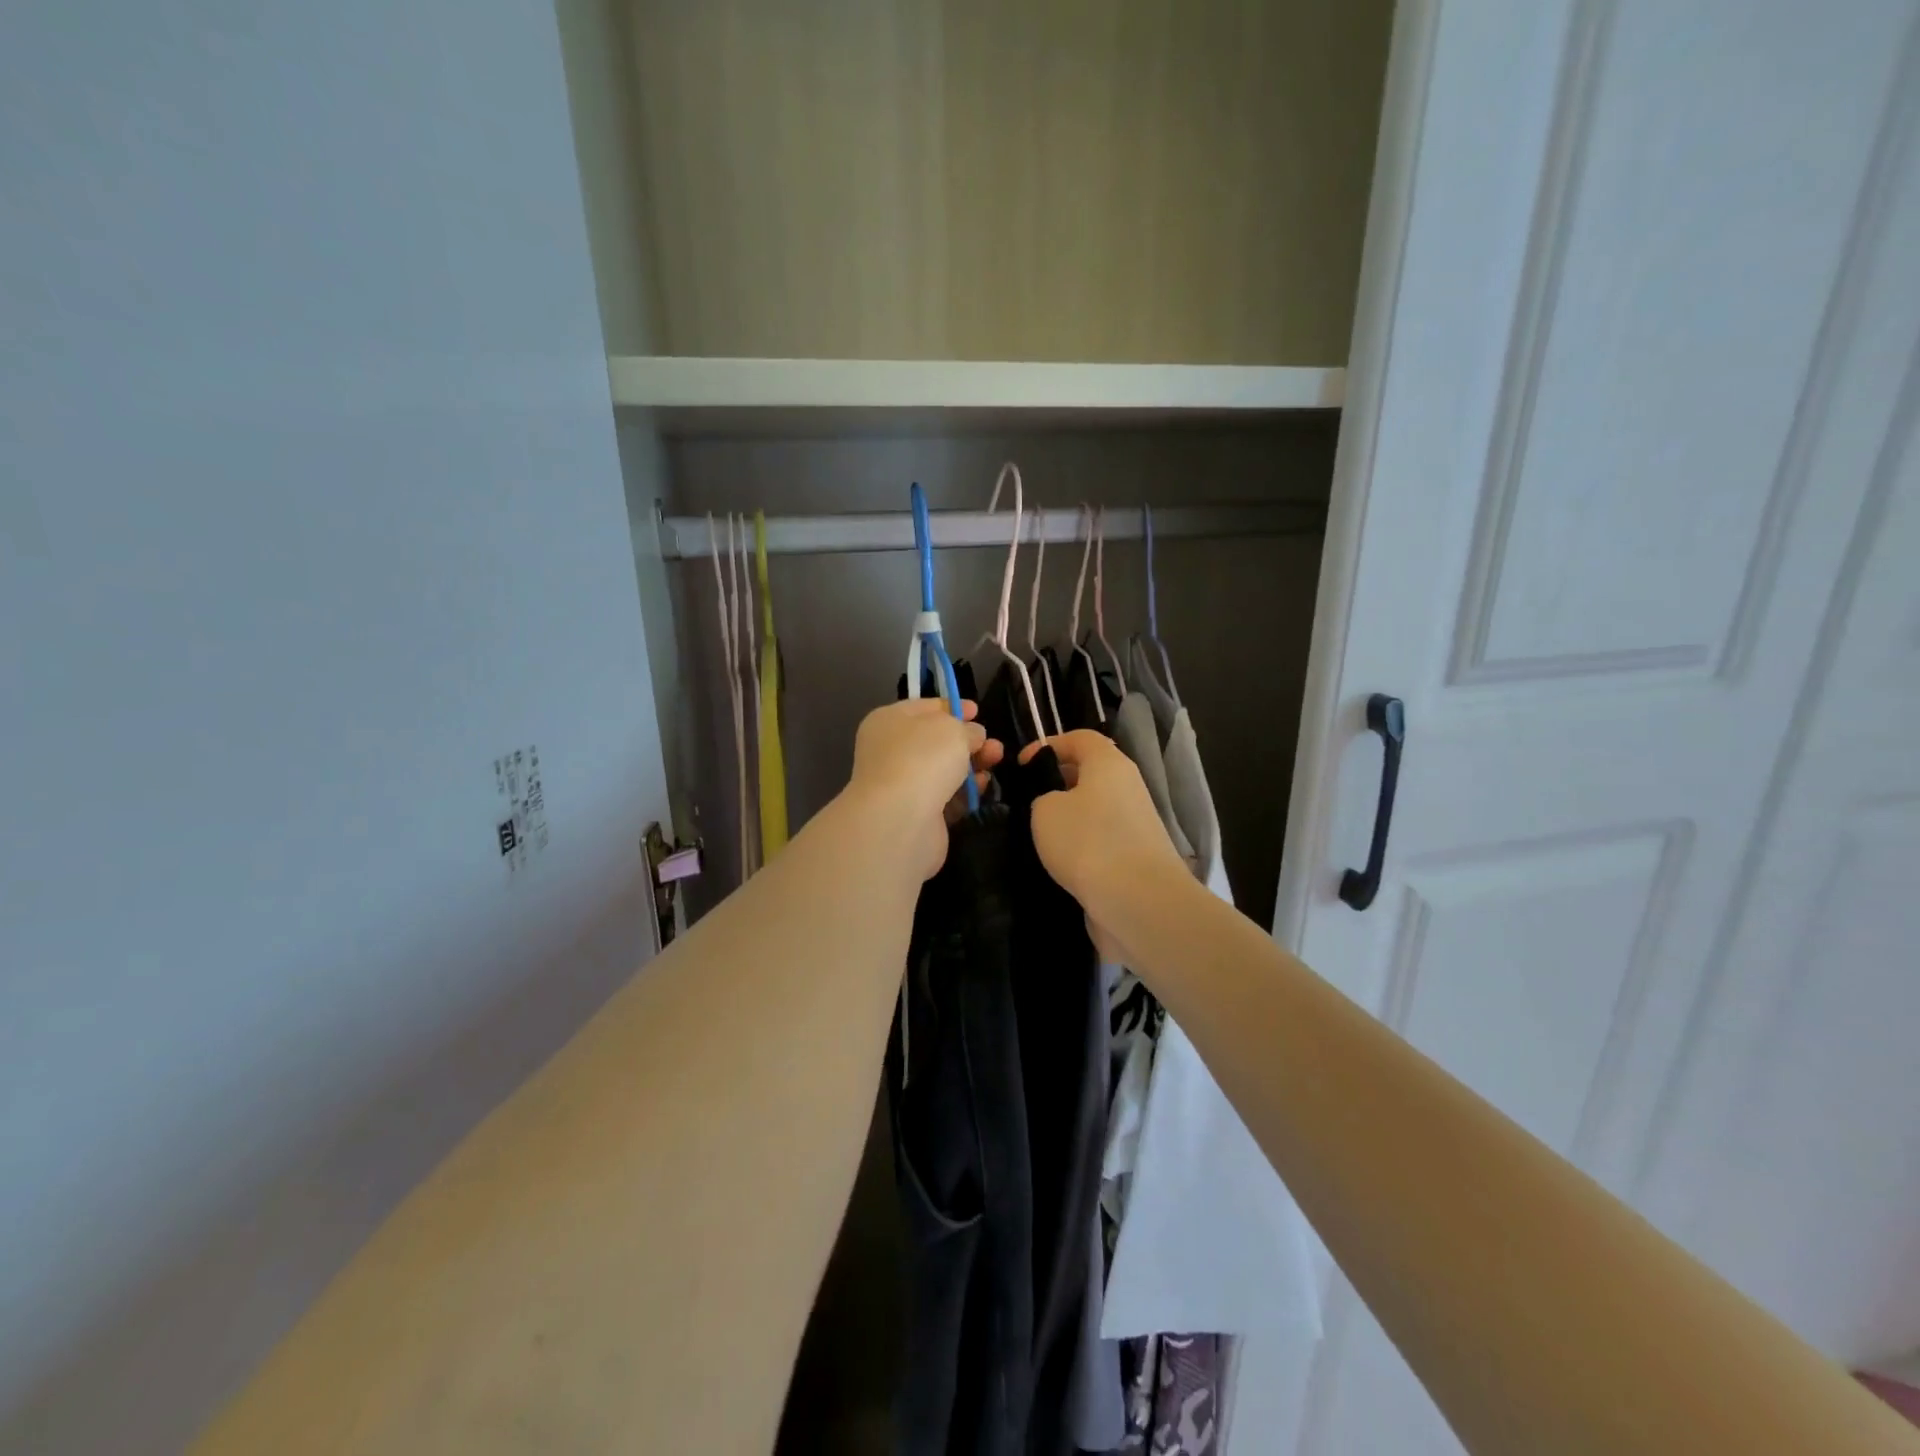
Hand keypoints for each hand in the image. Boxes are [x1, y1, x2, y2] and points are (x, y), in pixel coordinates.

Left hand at [845, 699, 1002, 880]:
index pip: (923, 708)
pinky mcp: (916, 814)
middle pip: (936, 741)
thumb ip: (967, 728)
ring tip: (996, 761)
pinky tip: (983, 787)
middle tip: (994, 744)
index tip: (977, 711)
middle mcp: (890, 751)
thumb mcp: (952, 729)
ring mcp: (902, 785)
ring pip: (944, 770)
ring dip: (972, 765)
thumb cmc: (922, 759)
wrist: (900, 821)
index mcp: (888, 721)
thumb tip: (973, 735)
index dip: (952, 707)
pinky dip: (965, 792)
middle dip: (968, 741)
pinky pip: (946, 797)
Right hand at [1023, 731, 1188, 961]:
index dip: (1048, 745)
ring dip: (1067, 820)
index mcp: (1109, 764)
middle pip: (1089, 774)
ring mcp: (1135, 825)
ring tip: (1035, 836)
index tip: (1021, 766)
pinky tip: (1057, 864)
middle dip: (1056, 784)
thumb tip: (1054, 805)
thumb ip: (1043, 798)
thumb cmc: (1087, 841)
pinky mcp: (1135, 858)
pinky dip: (1079, 848)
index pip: (1080, 738)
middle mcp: (1127, 788)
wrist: (1139, 902)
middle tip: (1024, 802)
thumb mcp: (1045, 809)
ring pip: (1093, 810)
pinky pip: (1100, 842)